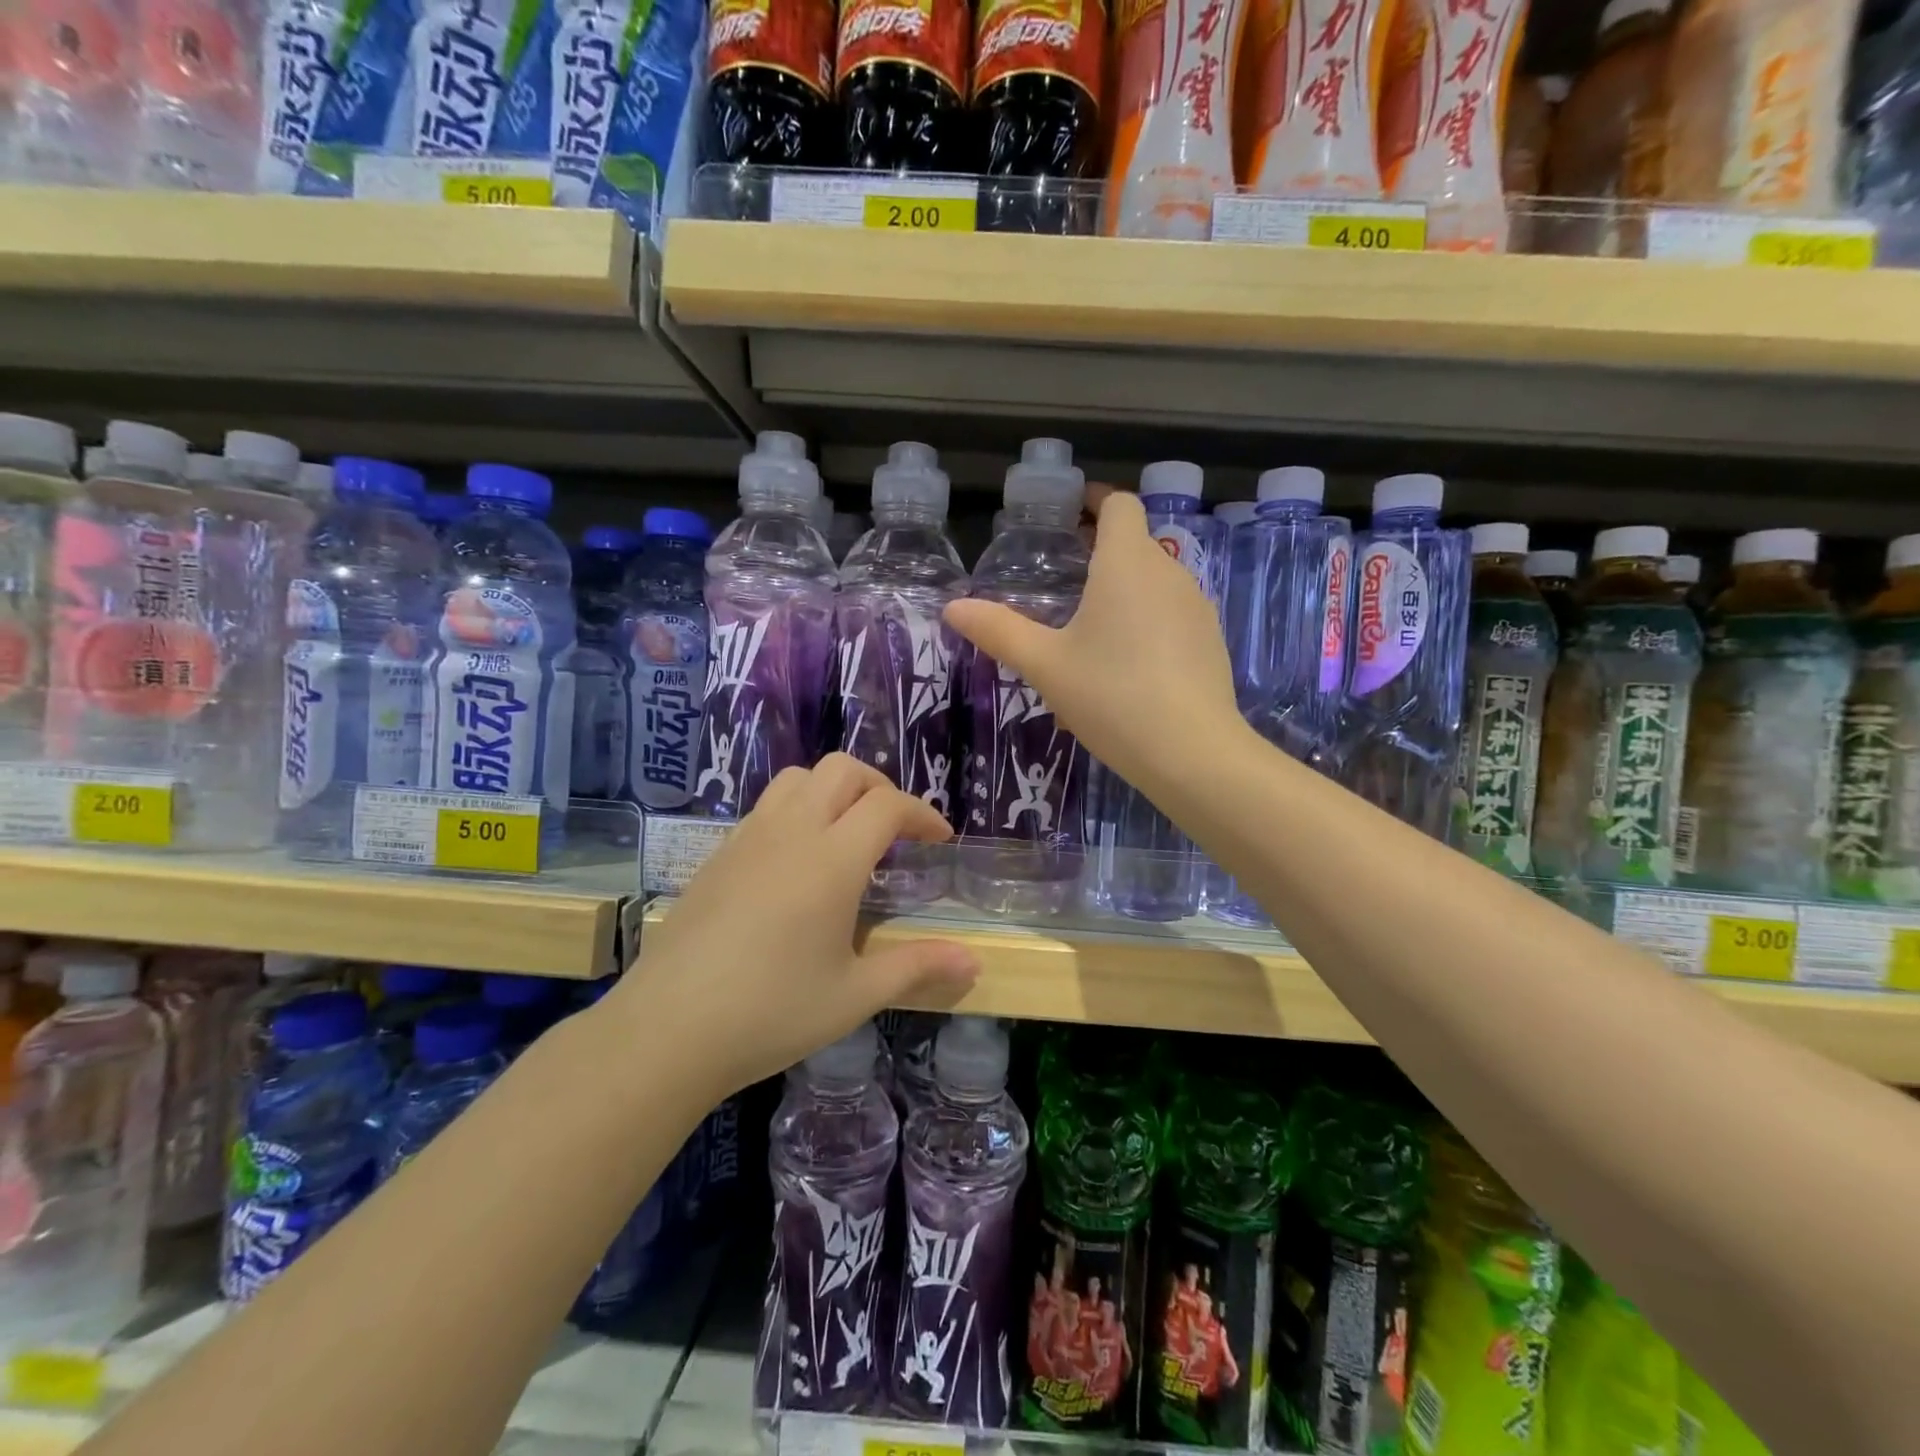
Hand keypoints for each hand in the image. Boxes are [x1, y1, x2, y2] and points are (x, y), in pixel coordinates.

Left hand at [610, 756, 979, 1096]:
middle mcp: (791, 832)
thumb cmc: (771, 1012)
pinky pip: (767, 806)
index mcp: (832, 859)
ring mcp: (748, 838)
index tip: (940, 839)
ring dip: (834, 789)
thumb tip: (973, 962)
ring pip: (798, 778)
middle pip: (842, 770)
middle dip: (880, 786)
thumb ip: (916, 968)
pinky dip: (797, 809)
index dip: (922, 813)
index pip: (887, 804)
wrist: (667, 1029)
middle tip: (897, 827)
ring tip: (847, 833)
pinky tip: (797, 861)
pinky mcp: (718, 854)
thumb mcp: (854, 995)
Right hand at [945, 487, 1242, 795]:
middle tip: (1064, 572)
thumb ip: (999, 631)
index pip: (1119, 505)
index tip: (1069, 512)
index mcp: (1127, 563)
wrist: (1192, 752)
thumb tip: (953, 608)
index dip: (1094, 500)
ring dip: (1123, 588)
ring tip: (1089, 625)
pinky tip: (1124, 665)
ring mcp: (1197, 606)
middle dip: (1101, 548)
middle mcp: (1169, 572)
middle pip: (1135, 542)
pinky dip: (1146, 621)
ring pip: (1154, 581)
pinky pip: (1171, 615)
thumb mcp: (1045, 665)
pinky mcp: (1210, 640)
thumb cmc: (1112, 696)